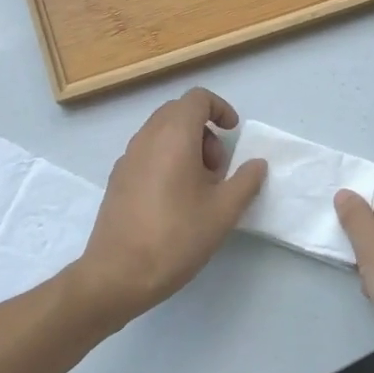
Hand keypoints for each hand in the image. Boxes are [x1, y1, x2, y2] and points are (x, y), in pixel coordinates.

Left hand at [71, 87, 266, 324]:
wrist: (117, 274)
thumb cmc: (176, 237)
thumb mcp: (223, 212)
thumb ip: (246, 181)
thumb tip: (257, 163)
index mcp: (173, 135)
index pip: (197, 98)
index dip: (220, 108)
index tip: (233, 133)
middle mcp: (146, 137)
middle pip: (178, 112)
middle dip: (205, 130)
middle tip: (218, 169)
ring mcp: (127, 157)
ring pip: (161, 132)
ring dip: (186, 146)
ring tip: (200, 189)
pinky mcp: (117, 179)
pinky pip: (147, 153)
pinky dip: (167, 160)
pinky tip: (174, 200)